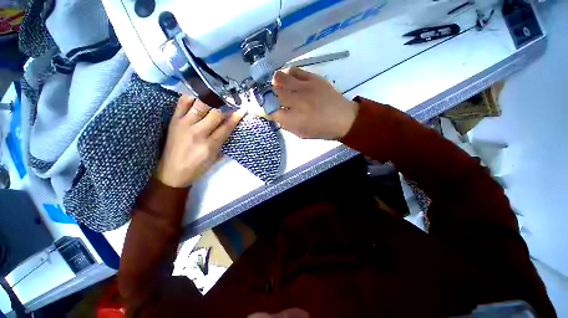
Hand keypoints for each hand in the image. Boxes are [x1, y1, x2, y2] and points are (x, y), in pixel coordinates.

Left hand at [156, 96, 244, 187]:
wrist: (171, 172)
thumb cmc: (197, 167)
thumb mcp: (215, 158)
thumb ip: (223, 141)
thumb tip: (230, 126)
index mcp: (210, 145)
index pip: (226, 127)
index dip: (236, 117)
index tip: (242, 109)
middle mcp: (198, 132)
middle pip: (215, 113)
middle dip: (225, 106)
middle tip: (231, 101)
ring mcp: (184, 124)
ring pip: (200, 105)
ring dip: (211, 99)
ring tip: (217, 95)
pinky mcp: (174, 120)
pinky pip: (183, 102)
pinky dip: (192, 96)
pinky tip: (199, 96)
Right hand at [270, 67, 358, 139]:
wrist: (343, 118)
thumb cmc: (321, 130)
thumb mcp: (300, 133)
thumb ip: (285, 124)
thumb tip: (273, 113)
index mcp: (294, 119)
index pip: (269, 110)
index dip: (262, 108)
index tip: (260, 107)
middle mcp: (296, 102)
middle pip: (271, 92)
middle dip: (266, 95)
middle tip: (269, 97)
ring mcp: (304, 87)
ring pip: (279, 77)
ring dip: (275, 83)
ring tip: (279, 87)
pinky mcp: (313, 78)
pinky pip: (293, 70)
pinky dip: (288, 74)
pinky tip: (290, 81)